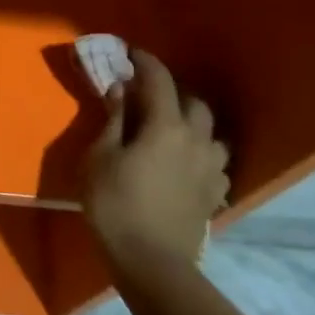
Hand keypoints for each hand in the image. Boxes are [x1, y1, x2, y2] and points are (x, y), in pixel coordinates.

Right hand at [83, 52, 228, 267]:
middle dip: (172, 92)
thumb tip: (120, 90)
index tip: (131, 53)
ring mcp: (211, 169)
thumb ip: (113, 121)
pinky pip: (214, 163)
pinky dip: (200, 154)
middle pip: (193, 102)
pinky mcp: (215, 194)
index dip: (145, 62)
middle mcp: (196, 140)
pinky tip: (186, 164)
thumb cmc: (114, 204)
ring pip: (211, 133)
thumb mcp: (99, 158)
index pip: (159, 81)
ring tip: (172, 130)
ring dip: (192, 124)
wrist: (151, 261)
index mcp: (165, 126)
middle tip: (147, 96)